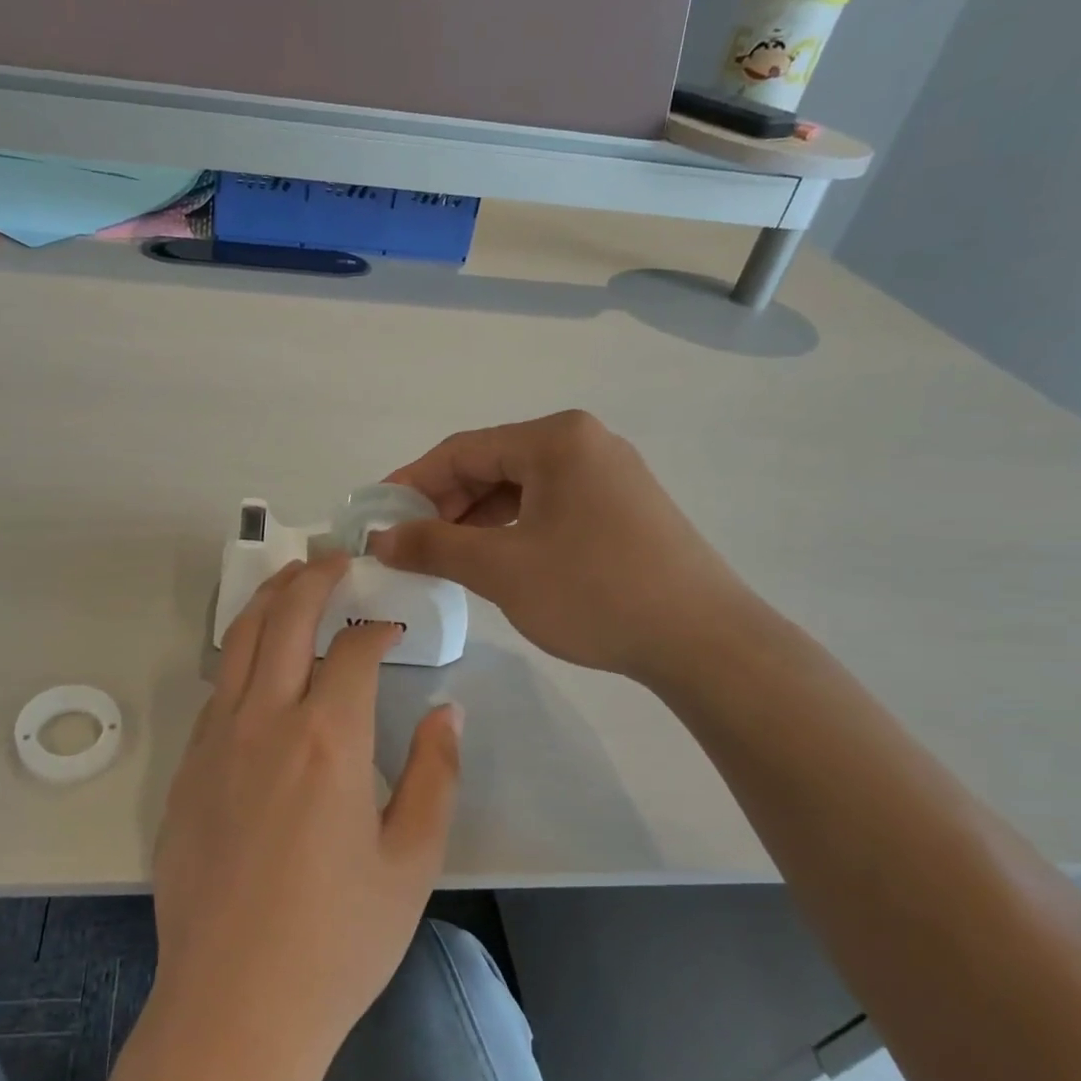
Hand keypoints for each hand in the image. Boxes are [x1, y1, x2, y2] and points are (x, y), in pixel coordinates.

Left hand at [152, 553, 462, 1055]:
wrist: (235, 1006)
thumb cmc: (338, 940)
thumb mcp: (412, 860)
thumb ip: (434, 773)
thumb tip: (446, 709)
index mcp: (327, 740)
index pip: (352, 650)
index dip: (377, 629)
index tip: (393, 629)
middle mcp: (265, 722)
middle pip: (284, 619)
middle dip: (312, 577)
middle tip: (336, 558)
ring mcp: (215, 742)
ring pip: (239, 643)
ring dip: (269, 601)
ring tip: (292, 579)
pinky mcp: (186, 770)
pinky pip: (216, 690)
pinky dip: (241, 656)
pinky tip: (259, 665)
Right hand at [369, 410, 756, 687]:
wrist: (704, 641)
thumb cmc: (595, 592)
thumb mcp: (501, 568)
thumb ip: (433, 546)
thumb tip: (379, 539)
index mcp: (556, 439)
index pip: (462, 450)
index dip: (411, 482)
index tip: (376, 517)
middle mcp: (584, 443)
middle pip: (492, 466)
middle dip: (444, 505)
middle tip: (408, 545)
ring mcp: (609, 475)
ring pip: (520, 489)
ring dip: (476, 520)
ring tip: (445, 558)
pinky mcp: (622, 509)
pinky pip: (549, 507)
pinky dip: (512, 530)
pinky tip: (494, 561)